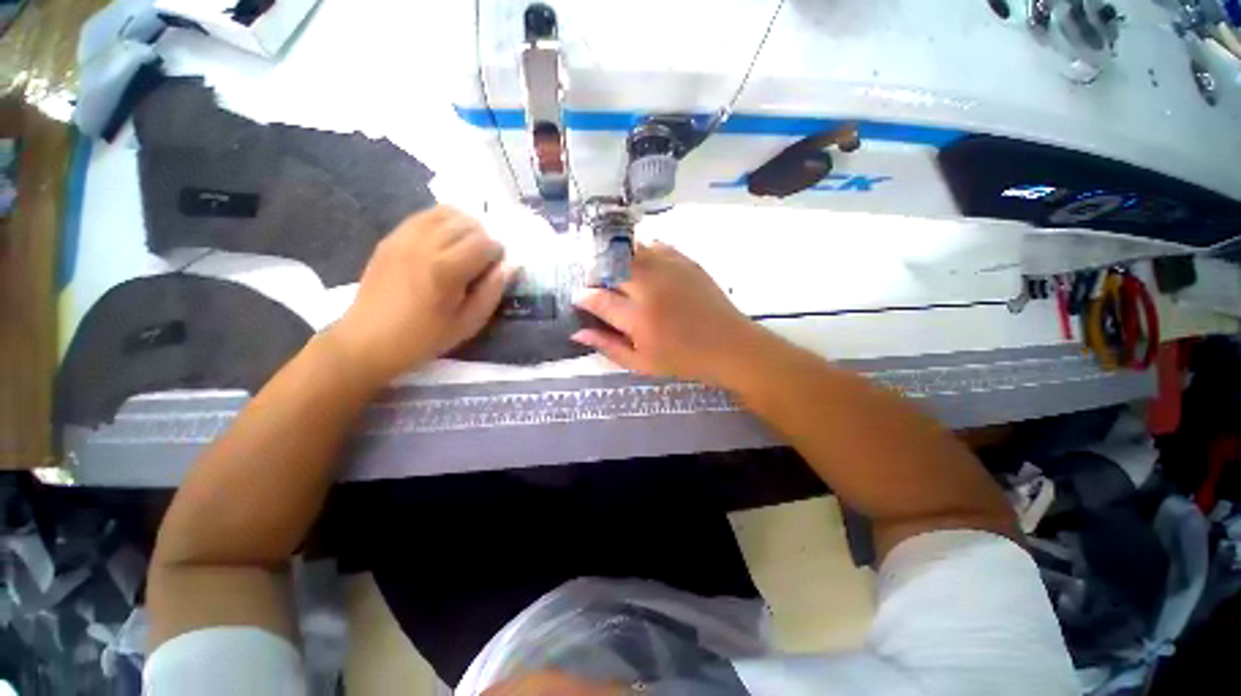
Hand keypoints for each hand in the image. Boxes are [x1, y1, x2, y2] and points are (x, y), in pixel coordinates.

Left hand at [329, 207, 509, 384]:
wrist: (367, 341)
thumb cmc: (424, 338)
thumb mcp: (468, 323)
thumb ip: (492, 292)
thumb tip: (510, 266)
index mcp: (446, 270)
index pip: (484, 243)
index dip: (498, 253)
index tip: (497, 268)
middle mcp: (425, 245)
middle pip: (466, 223)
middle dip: (483, 237)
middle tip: (483, 259)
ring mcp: (404, 238)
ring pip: (444, 213)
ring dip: (463, 225)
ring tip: (466, 247)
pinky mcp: (390, 238)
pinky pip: (423, 216)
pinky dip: (441, 221)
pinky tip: (444, 241)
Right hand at [572, 241, 759, 385]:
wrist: (728, 345)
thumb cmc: (683, 359)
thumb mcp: (641, 363)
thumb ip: (607, 346)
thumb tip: (577, 333)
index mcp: (639, 318)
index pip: (598, 299)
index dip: (583, 297)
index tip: (579, 299)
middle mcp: (650, 287)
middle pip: (610, 266)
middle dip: (596, 273)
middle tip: (598, 286)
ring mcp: (669, 269)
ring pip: (629, 250)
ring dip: (615, 258)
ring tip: (616, 274)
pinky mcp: (685, 260)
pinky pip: (654, 245)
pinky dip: (640, 252)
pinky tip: (641, 267)